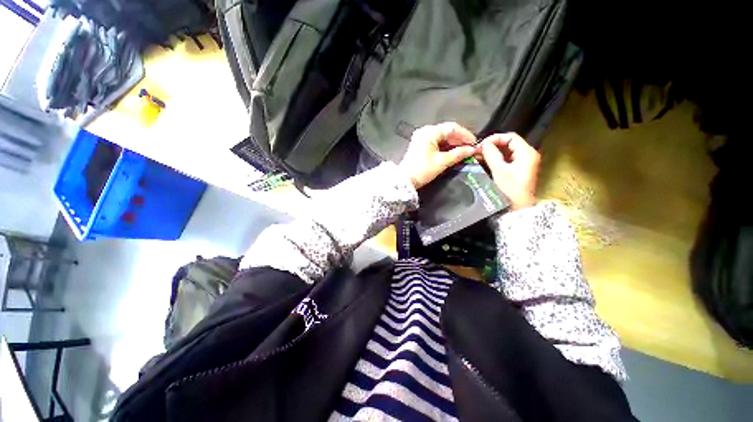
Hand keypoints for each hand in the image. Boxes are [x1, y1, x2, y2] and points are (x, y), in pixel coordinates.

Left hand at [398, 122, 477, 188]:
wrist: (405, 181)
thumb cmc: (422, 170)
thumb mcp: (441, 162)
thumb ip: (458, 154)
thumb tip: (472, 150)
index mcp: (429, 132)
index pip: (452, 128)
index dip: (465, 135)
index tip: (474, 143)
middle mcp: (425, 131)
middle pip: (447, 131)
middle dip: (459, 140)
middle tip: (470, 149)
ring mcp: (421, 138)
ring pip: (442, 137)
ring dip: (453, 144)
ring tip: (463, 152)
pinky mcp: (420, 145)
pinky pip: (436, 142)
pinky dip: (445, 147)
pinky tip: (452, 153)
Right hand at [478, 133, 539, 209]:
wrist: (518, 208)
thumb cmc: (510, 189)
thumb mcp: (499, 170)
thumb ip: (491, 155)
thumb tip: (484, 145)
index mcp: (526, 152)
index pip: (510, 137)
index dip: (495, 138)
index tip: (481, 145)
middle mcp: (528, 155)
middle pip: (509, 143)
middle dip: (493, 145)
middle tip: (478, 151)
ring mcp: (524, 163)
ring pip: (507, 152)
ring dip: (493, 152)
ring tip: (479, 156)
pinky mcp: (519, 170)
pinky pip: (507, 159)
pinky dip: (496, 159)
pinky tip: (485, 162)